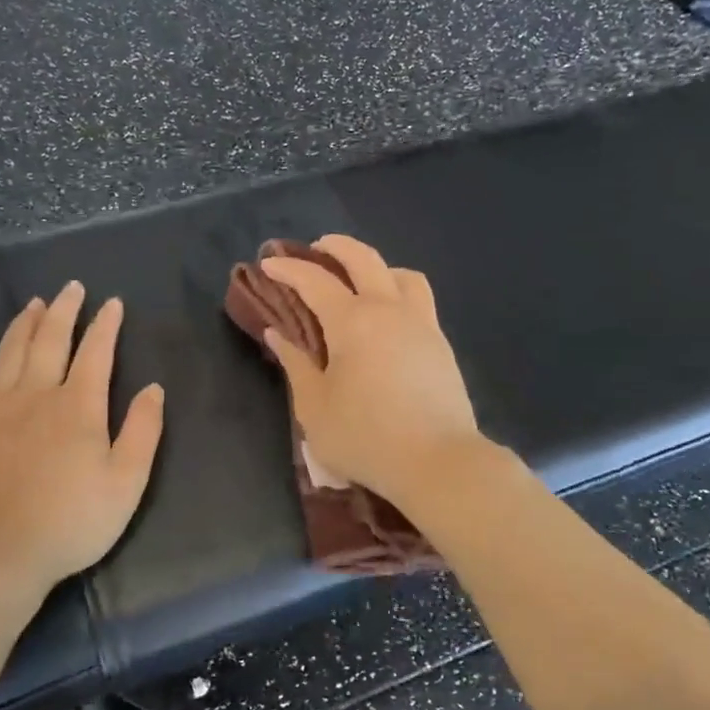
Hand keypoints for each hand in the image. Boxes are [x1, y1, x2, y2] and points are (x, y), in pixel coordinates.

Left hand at [0, 281, 164, 607]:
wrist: (1, 551)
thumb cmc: (73, 519)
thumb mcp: (127, 481)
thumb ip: (143, 430)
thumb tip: (153, 387)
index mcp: (78, 405)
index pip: (96, 352)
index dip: (106, 324)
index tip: (112, 303)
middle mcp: (36, 394)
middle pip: (50, 339)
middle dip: (64, 309)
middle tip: (70, 287)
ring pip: (10, 352)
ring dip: (24, 324)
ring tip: (33, 304)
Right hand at [260, 236, 482, 505]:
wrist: (438, 462)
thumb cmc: (366, 437)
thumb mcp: (314, 407)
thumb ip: (295, 364)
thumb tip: (278, 333)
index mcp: (352, 321)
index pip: (314, 280)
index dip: (288, 268)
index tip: (268, 263)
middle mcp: (389, 310)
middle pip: (364, 259)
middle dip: (335, 246)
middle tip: (315, 248)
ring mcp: (421, 324)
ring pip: (401, 275)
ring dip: (376, 266)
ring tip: (360, 281)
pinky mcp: (441, 344)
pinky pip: (419, 300)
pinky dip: (397, 292)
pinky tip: (387, 318)